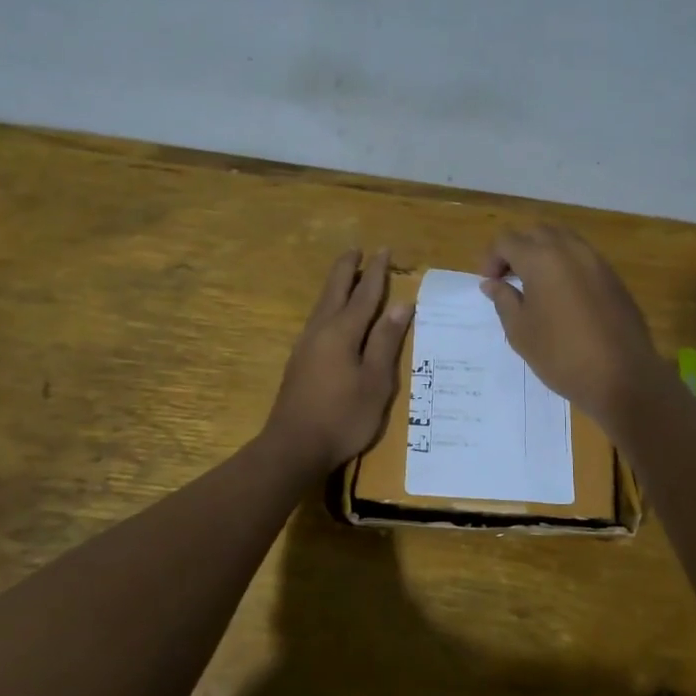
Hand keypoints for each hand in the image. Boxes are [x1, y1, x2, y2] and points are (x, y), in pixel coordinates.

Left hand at [263, 249, 412, 473]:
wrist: (293, 446)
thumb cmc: (343, 416)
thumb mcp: (375, 381)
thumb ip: (386, 341)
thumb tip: (401, 304)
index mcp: (343, 332)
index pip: (364, 294)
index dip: (376, 272)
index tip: (384, 250)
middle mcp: (321, 331)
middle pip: (335, 290)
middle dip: (347, 269)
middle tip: (356, 249)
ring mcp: (306, 345)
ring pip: (323, 304)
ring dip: (336, 285)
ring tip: (346, 274)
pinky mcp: (299, 361)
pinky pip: (318, 319)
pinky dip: (329, 304)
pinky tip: (331, 314)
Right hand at [480, 225, 666, 430]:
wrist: (622, 376)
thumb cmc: (561, 355)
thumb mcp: (520, 331)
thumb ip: (503, 300)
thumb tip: (492, 283)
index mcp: (542, 259)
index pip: (507, 240)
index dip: (491, 258)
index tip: (489, 284)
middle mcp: (570, 250)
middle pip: (536, 232)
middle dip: (517, 249)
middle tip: (508, 279)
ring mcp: (597, 261)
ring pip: (563, 240)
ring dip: (543, 253)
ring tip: (534, 285)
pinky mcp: (613, 277)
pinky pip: (583, 257)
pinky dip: (565, 264)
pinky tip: (561, 295)